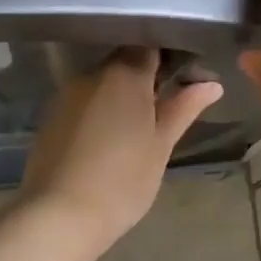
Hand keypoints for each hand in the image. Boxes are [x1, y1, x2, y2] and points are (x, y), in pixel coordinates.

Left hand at [18, 47, 224, 252]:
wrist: (60, 215)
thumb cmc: (122, 180)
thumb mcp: (161, 145)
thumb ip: (183, 109)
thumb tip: (211, 84)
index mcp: (124, 74)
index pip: (149, 46)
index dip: (168, 57)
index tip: (183, 78)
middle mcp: (91, 75)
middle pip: (123, 63)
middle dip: (144, 80)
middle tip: (164, 109)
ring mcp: (66, 95)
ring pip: (101, 85)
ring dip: (119, 98)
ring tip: (136, 129)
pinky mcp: (50, 117)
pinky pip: (82, 104)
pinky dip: (97, 113)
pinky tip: (106, 140)